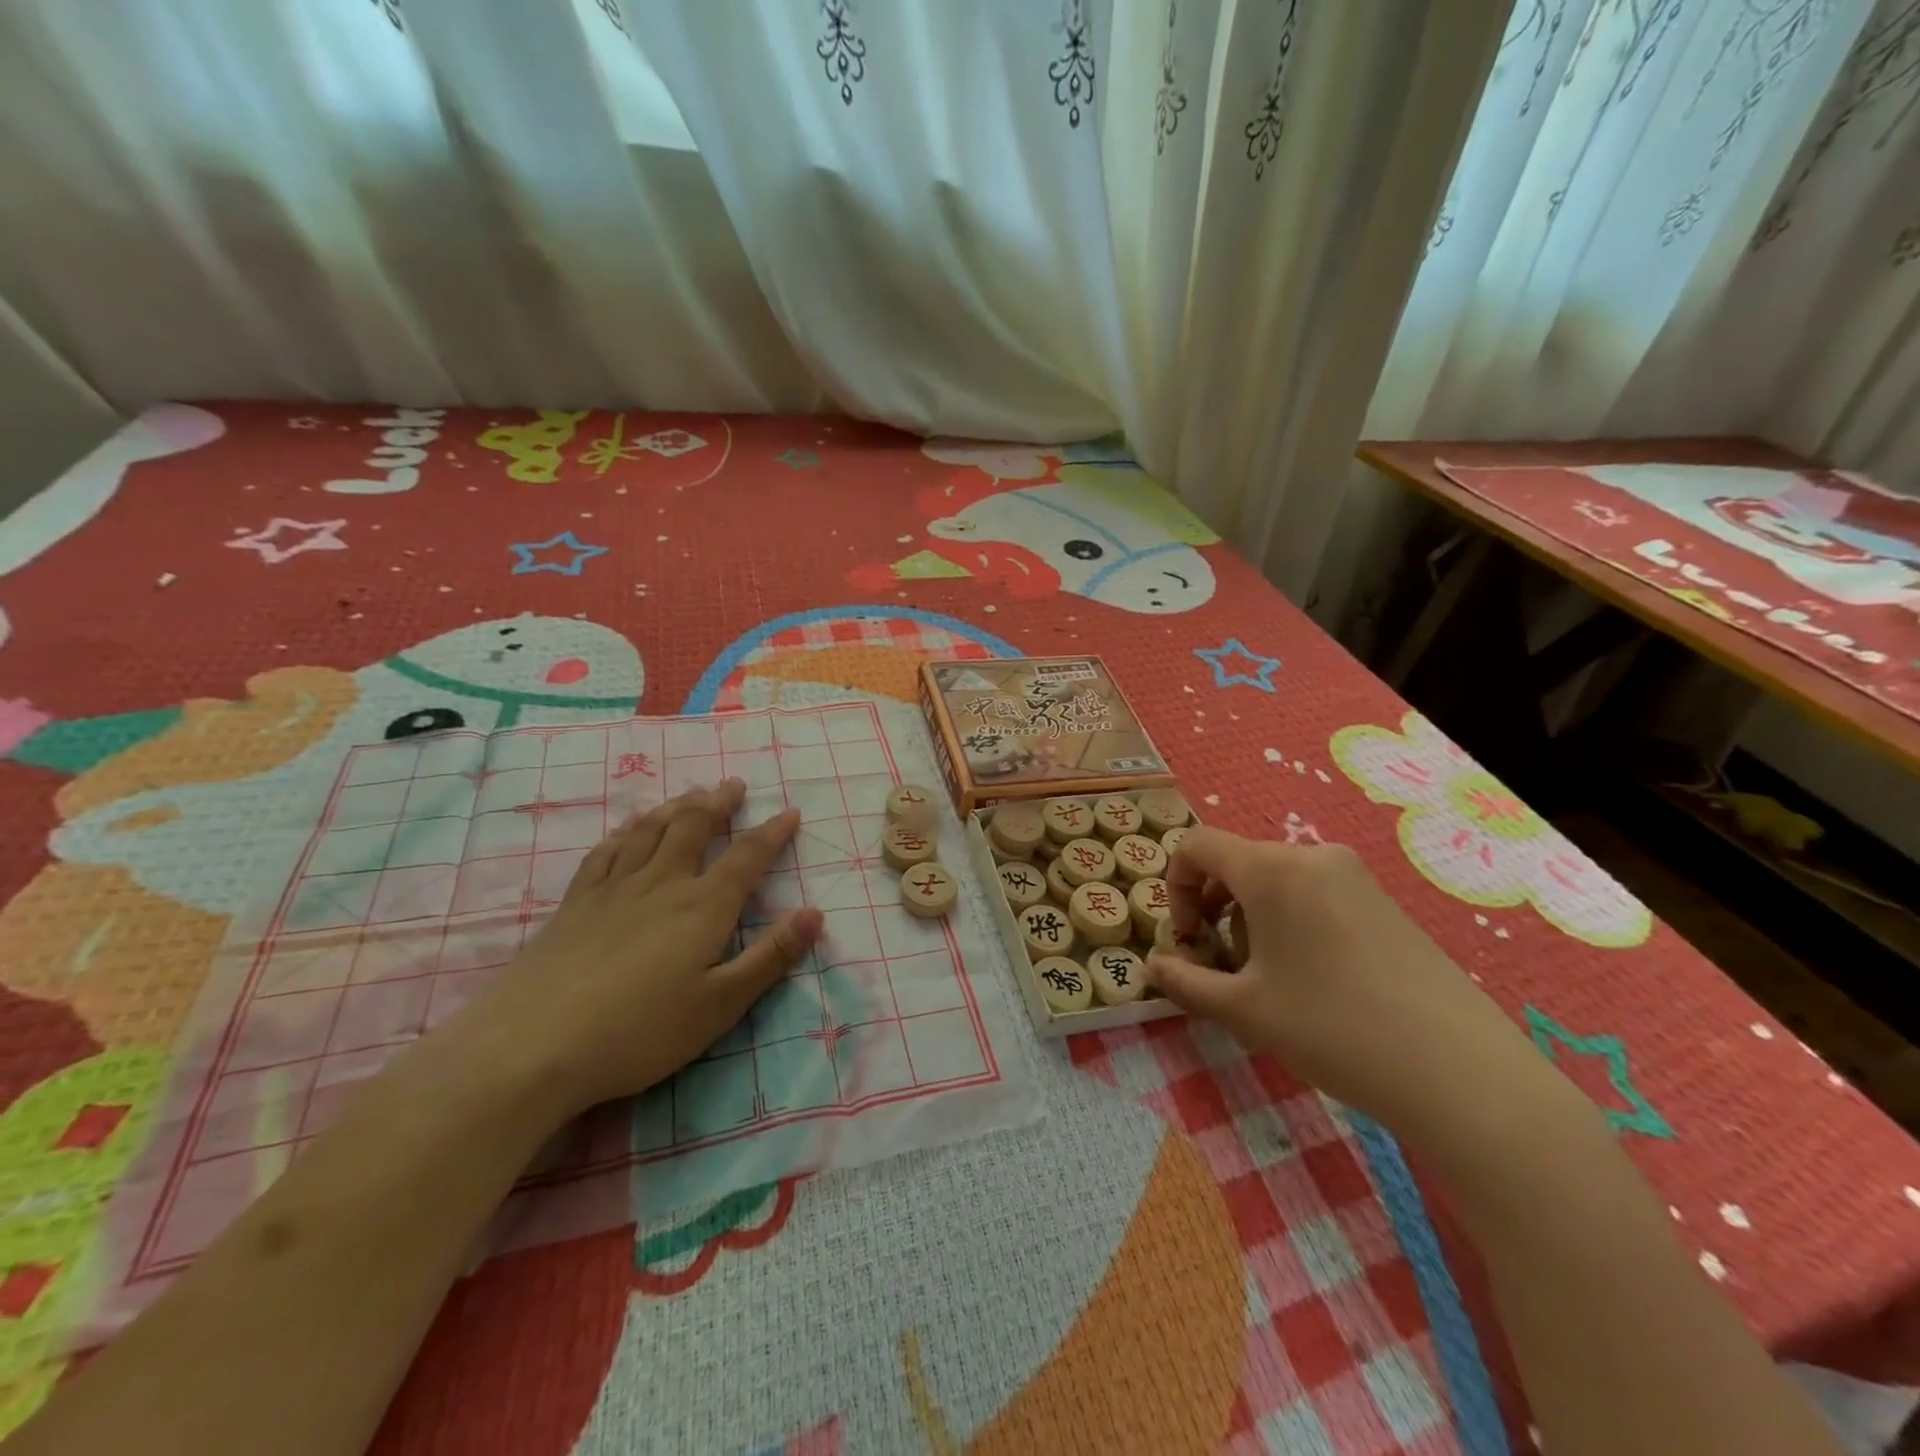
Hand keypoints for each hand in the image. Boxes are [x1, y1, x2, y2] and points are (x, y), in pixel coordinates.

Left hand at [447, 780, 821, 1121]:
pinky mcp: (575, 904)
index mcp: (702, 907)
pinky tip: (629, 827)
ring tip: (691, 794)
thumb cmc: (639, 1032)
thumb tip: (815, 913)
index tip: (790, 811)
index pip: (747, 857)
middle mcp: (661, 884)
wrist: (532, 1047)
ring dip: (676, 807)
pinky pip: (606, 852)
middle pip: (693, 828)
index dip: (772, 833)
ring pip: (650, 831)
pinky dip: (626, 831)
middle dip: (718, 803)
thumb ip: (770, 957)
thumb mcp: (720, 1005)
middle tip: (733, 785)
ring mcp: (613, 890)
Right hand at [1145, 828, 1555, 1149]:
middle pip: (1237, 864)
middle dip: (1214, 910)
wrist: (1459, 1073)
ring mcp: (1354, 878)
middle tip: (1224, 968)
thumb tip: (1152, 967)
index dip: (1175, 887)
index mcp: (1271, 869)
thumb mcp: (1243, 1010)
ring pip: (1276, 881)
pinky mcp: (1384, 903)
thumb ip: (1185, 981)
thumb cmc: (1331, 1028)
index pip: (1197, 846)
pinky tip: (1314, 981)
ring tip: (1270, 981)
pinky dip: (1291, 923)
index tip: (1188, 940)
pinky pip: (1315, 894)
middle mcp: (1312, 857)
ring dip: (1251, 920)